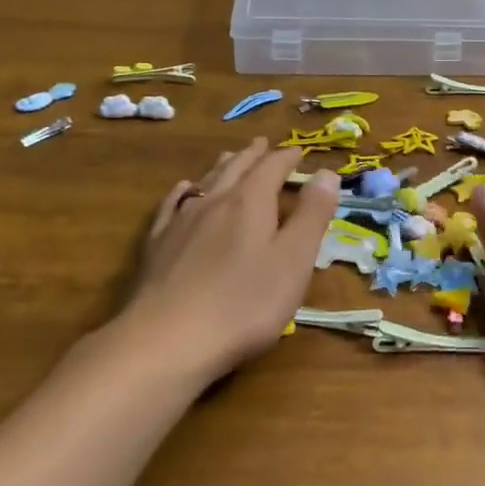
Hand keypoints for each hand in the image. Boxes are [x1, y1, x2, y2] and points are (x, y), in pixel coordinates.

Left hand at [120, 138, 341, 382]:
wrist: (166, 341)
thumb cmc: (243, 304)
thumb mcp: (293, 261)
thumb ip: (312, 215)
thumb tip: (326, 172)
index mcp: (250, 202)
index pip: (272, 167)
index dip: (287, 158)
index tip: (299, 151)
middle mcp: (214, 201)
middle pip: (237, 168)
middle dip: (254, 155)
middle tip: (264, 144)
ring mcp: (181, 222)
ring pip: (206, 182)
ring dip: (223, 166)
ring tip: (231, 157)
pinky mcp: (158, 245)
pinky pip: (173, 204)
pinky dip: (184, 190)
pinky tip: (184, 190)